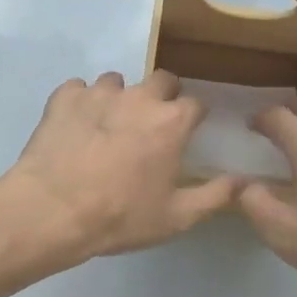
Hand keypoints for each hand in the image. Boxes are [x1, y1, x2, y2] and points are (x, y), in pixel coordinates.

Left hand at [0, 71, 241, 269]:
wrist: (52, 210)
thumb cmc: (120, 216)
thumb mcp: (176, 217)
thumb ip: (215, 196)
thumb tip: (244, 181)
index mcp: (171, 121)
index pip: (196, 103)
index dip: (194, 117)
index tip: (188, 132)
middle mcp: (139, 97)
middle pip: (161, 79)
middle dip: (162, 96)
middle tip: (150, 125)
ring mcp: (99, 92)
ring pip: (117, 82)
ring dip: (118, 98)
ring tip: (107, 127)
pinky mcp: (65, 97)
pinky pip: (78, 89)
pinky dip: (80, 102)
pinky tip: (75, 127)